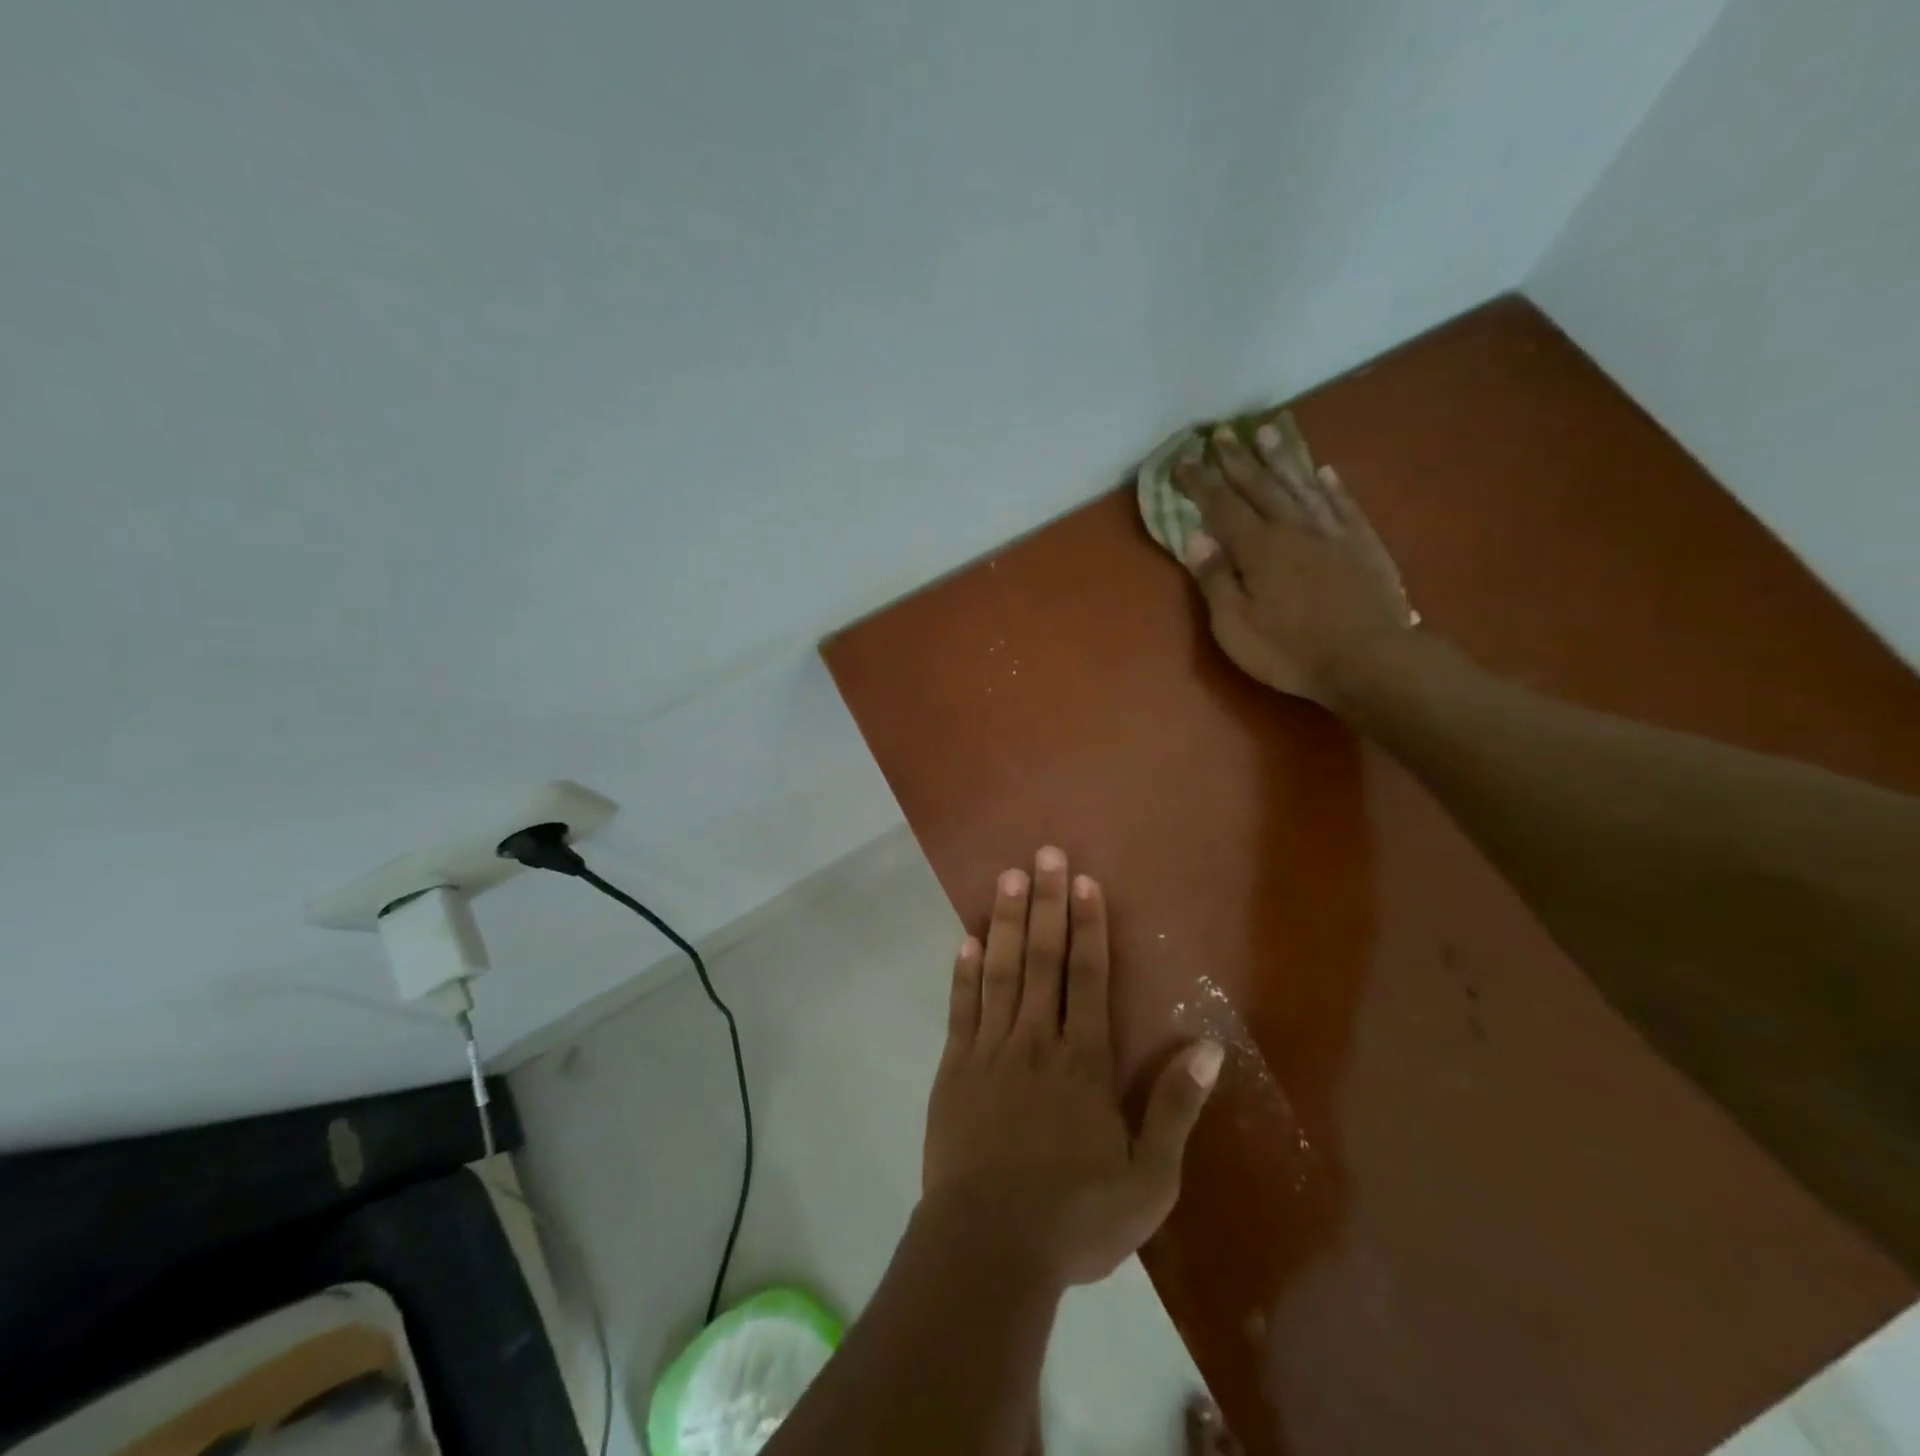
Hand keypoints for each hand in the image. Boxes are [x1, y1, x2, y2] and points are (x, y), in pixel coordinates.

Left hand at [921, 846, 1221, 1288]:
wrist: (990, 1248)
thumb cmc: (1076, 1218)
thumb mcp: (1149, 1180)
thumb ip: (1175, 1109)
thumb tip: (1207, 1048)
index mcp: (1083, 1062)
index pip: (1088, 977)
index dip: (1088, 925)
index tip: (1082, 881)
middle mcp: (1036, 1041)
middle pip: (1043, 958)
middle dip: (1046, 903)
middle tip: (1043, 853)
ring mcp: (990, 1051)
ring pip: (1001, 971)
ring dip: (1004, 922)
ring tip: (1006, 877)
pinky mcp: (955, 1069)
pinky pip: (961, 1009)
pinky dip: (964, 972)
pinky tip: (966, 940)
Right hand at [1173, 424, 1415, 706]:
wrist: (1371, 661)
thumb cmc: (1291, 651)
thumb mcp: (1236, 627)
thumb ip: (1216, 579)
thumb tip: (1195, 537)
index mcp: (1259, 549)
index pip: (1221, 506)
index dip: (1200, 482)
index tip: (1182, 460)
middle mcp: (1294, 529)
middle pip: (1261, 486)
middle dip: (1238, 460)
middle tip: (1221, 433)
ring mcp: (1333, 533)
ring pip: (1302, 486)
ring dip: (1282, 460)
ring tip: (1268, 433)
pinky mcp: (1363, 545)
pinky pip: (1344, 505)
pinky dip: (1332, 487)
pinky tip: (1324, 472)